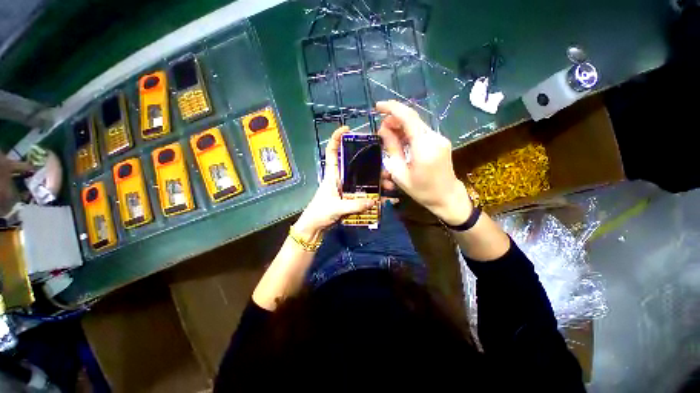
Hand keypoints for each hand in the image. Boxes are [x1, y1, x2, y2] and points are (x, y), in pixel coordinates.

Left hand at [294, 126, 375, 238]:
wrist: (315, 227)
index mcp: (332, 174)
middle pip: (357, 165)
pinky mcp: (351, 198)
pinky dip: (375, 196)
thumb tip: (374, 202)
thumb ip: (355, 205)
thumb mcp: (336, 208)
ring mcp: (347, 188)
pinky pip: (365, 194)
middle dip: (372, 165)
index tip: (347, 129)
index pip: (332, 152)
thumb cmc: (320, 213)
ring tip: (389, 186)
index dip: (336, 138)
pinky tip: (386, 199)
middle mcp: (341, 178)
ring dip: (377, 182)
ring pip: (364, 180)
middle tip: (386, 170)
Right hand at [377, 100, 471, 224]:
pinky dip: (408, 132)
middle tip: (381, 131)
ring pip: (416, 124)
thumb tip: (383, 130)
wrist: (446, 197)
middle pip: (412, 119)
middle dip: (394, 119)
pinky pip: (421, 131)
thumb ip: (392, 149)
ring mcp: (440, 138)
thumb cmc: (421, 190)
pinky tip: (401, 141)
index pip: (408, 118)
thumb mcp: (400, 173)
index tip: (377, 107)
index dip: (392, 108)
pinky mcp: (440, 141)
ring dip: (400, 126)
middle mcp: (434, 138)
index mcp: (424, 148)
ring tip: (388, 136)